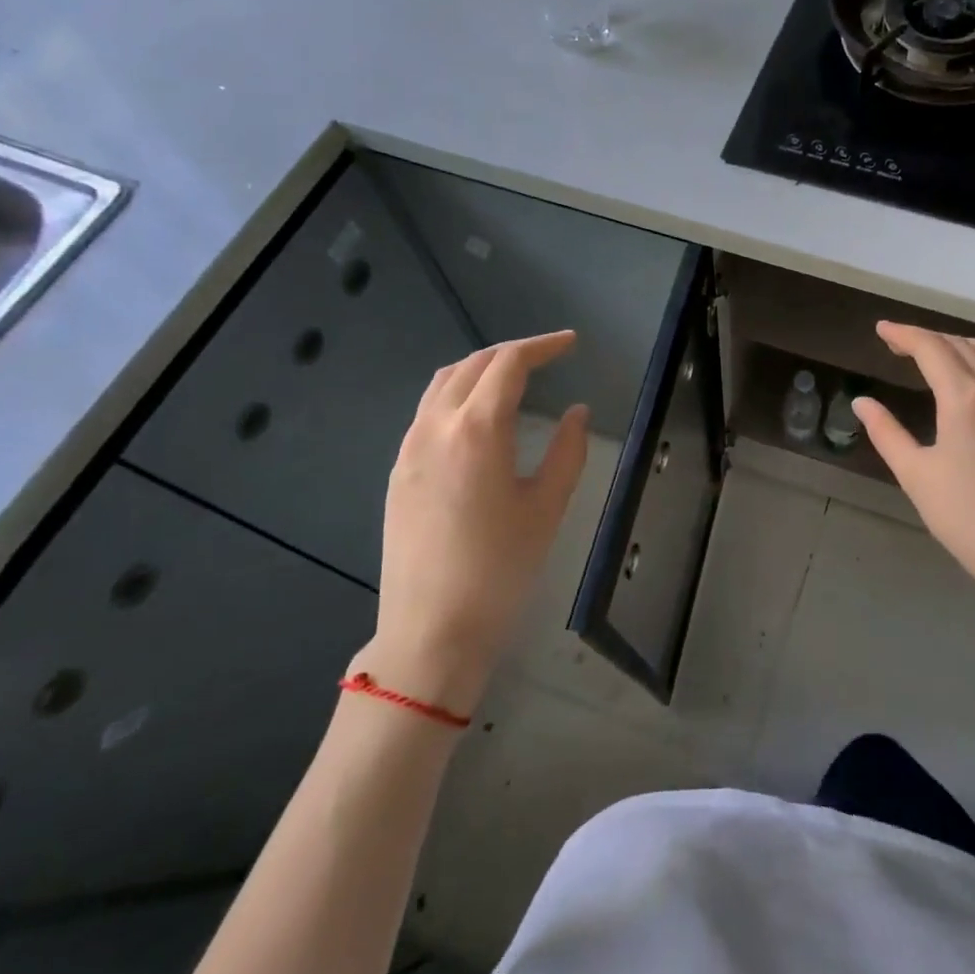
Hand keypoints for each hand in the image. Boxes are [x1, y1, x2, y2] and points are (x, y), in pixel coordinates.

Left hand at [365, 331, 589, 713]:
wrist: (431, 630)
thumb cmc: (500, 569)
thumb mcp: (548, 508)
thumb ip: (567, 451)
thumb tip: (576, 412)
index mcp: (478, 429)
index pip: (509, 364)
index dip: (542, 346)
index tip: (570, 344)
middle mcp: (436, 426)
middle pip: (473, 364)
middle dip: (513, 352)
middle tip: (548, 356)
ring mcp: (410, 448)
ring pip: (443, 383)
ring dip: (480, 368)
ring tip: (513, 377)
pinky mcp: (398, 471)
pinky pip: (427, 411)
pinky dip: (457, 393)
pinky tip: (477, 416)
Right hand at [853, 322, 974, 652]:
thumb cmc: (963, 515)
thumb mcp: (914, 473)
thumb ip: (886, 431)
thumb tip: (862, 402)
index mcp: (965, 398)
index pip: (932, 349)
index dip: (904, 334)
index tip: (881, 330)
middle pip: (960, 345)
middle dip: (926, 337)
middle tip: (896, 343)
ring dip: (957, 344)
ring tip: (931, 354)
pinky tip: (965, 380)